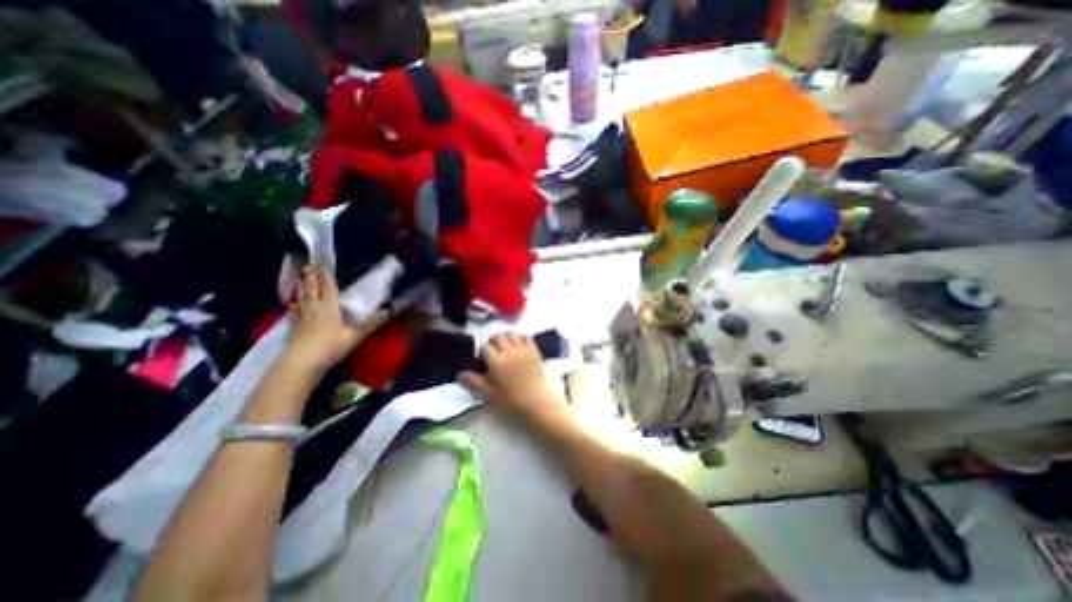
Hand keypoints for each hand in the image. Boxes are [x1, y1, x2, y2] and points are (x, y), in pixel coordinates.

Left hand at [284, 265, 385, 373]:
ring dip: (302, 287)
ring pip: (302, 298)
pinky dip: (294, 306)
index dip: (327, 276)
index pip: (328, 288)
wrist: (302, 362)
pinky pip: (294, 312)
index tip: (323, 265)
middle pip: (312, 289)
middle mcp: (315, 308)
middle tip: (309, 265)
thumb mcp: (355, 336)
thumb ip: (370, 323)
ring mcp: (302, 317)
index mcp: (330, 307)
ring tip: (301, 279)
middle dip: (312, 277)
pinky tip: (292, 304)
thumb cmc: (331, 346)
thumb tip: (388, 311)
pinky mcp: (294, 327)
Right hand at [458, 330, 556, 416]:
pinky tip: (519, 348)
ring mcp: (523, 349)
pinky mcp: (534, 350)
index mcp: (496, 361)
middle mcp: (509, 351)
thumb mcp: (490, 395)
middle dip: (493, 342)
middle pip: (497, 336)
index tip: (484, 362)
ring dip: (506, 339)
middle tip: (494, 354)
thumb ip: (475, 383)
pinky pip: (526, 337)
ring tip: (506, 350)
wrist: (538, 402)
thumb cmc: (512, 401)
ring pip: (511, 334)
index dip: (482, 353)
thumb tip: (460, 374)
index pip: (485, 347)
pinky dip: (521, 339)